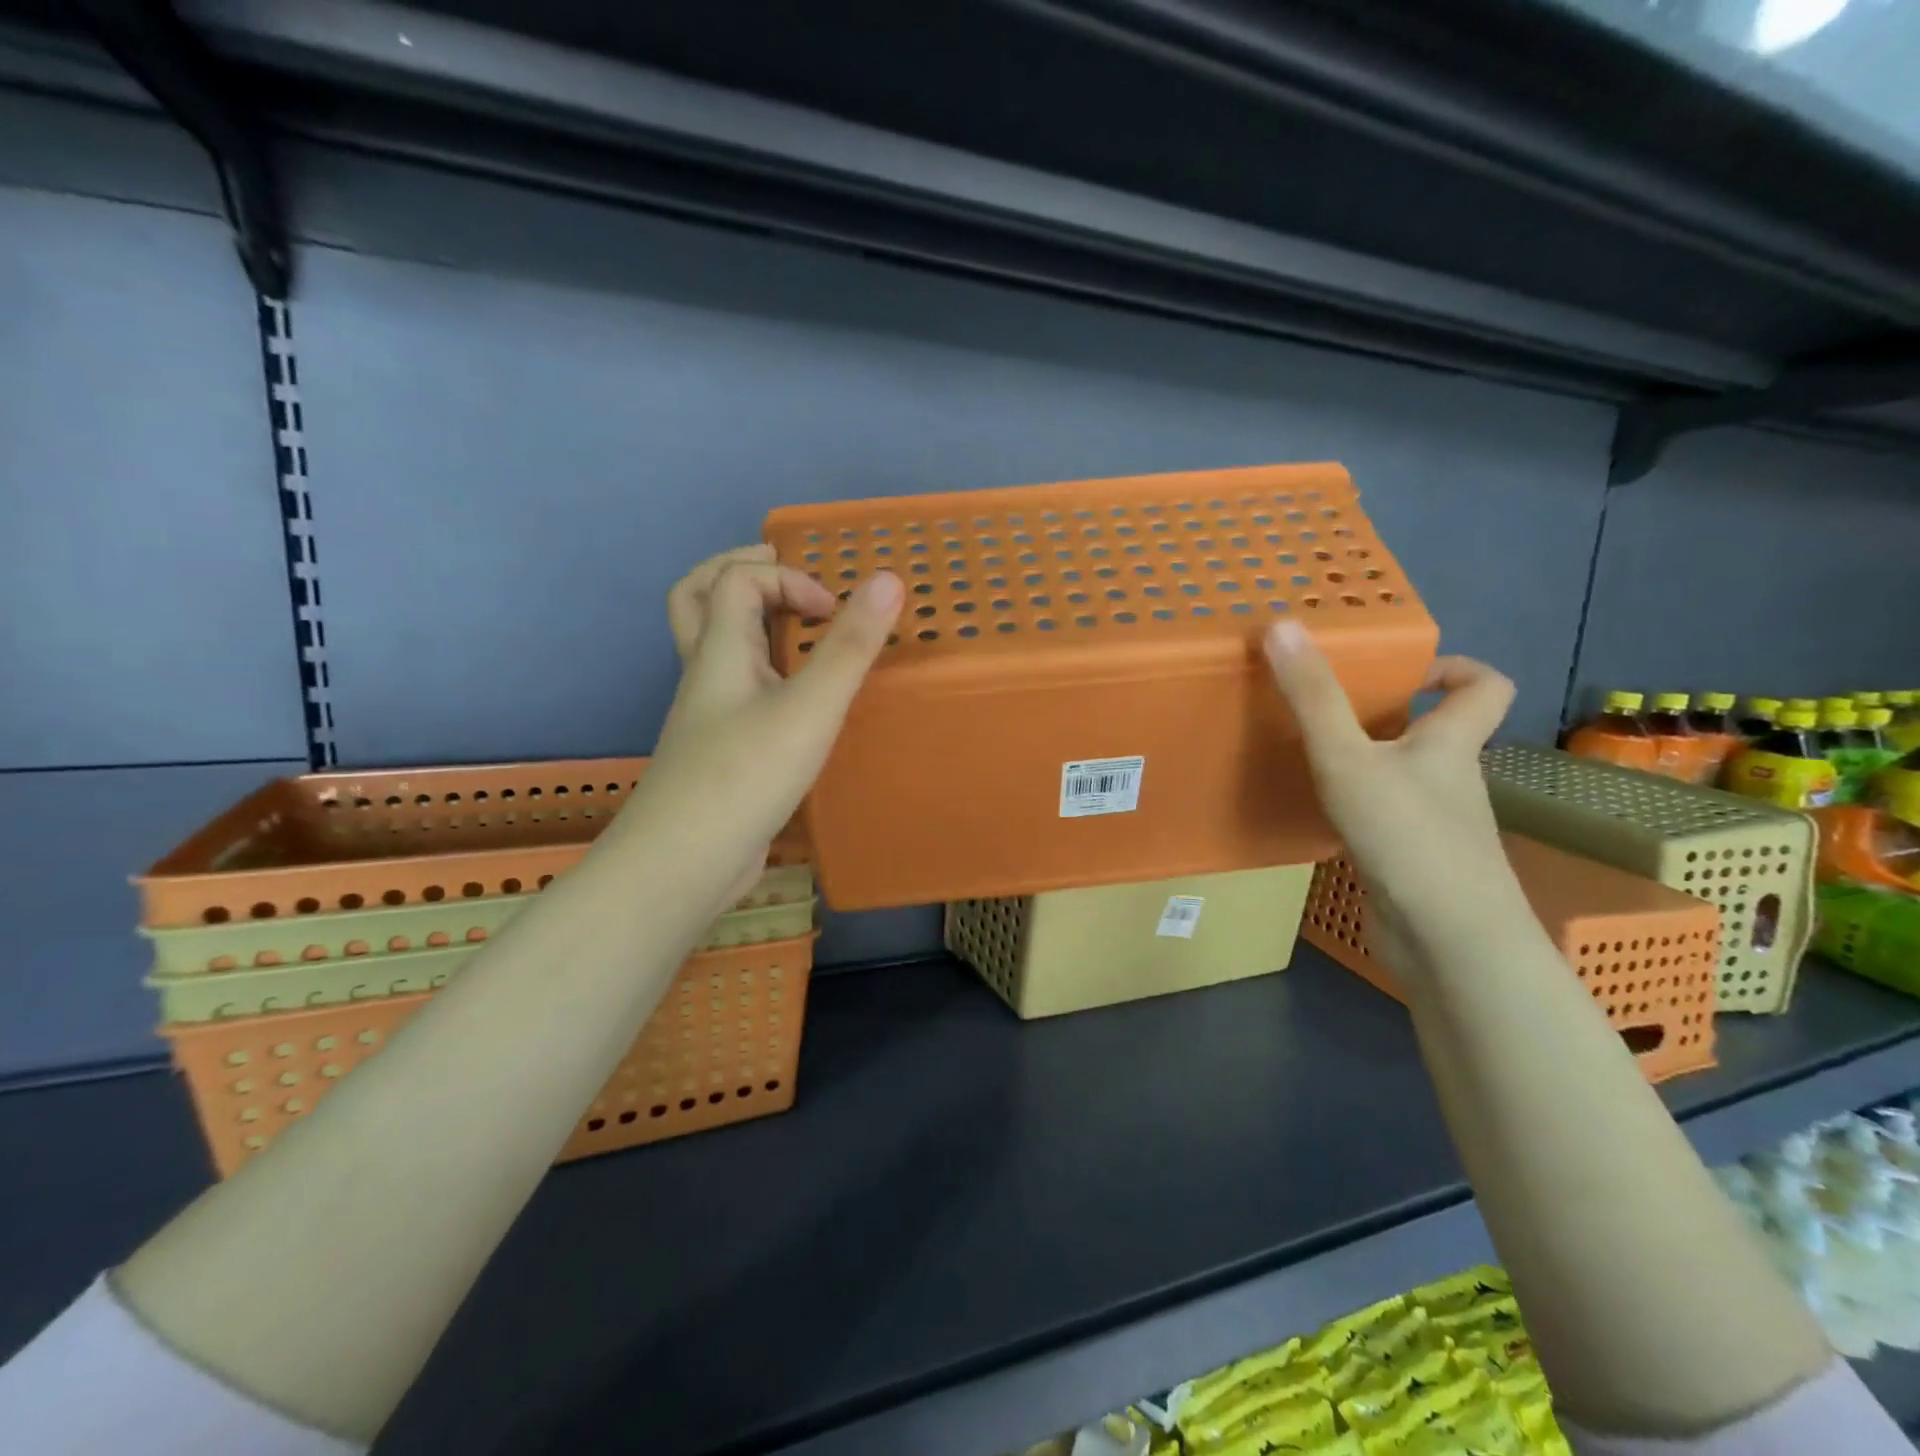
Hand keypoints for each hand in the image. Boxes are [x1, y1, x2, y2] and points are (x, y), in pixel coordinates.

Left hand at [633, 544, 902, 910]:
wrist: (685, 862)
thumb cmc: (746, 775)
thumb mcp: (810, 706)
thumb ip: (849, 646)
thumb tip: (887, 579)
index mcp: (720, 649)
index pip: (740, 578)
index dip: (791, 580)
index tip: (834, 616)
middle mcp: (706, 673)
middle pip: (701, 597)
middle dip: (743, 573)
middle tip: (786, 576)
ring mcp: (709, 714)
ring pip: (717, 646)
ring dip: (750, 621)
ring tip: (796, 627)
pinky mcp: (720, 749)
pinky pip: (735, 688)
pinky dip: (762, 670)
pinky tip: (796, 697)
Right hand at [1263, 619, 1522, 974]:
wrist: (1448, 942)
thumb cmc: (1408, 836)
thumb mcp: (1347, 758)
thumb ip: (1313, 696)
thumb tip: (1282, 625)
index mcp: (1451, 744)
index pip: (1485, 686)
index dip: (1454, 668)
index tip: (1403, 671)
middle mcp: (1452, 779)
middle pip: (1435, 732)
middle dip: (1388, 716)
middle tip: (1329, 710)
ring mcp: (1436, 825)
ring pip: (1406, 778)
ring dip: (1367, 763)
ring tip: (1311, 758)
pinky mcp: (1414, 862)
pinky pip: (1387, 818)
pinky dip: (1359, 808)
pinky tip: (1319, 816)